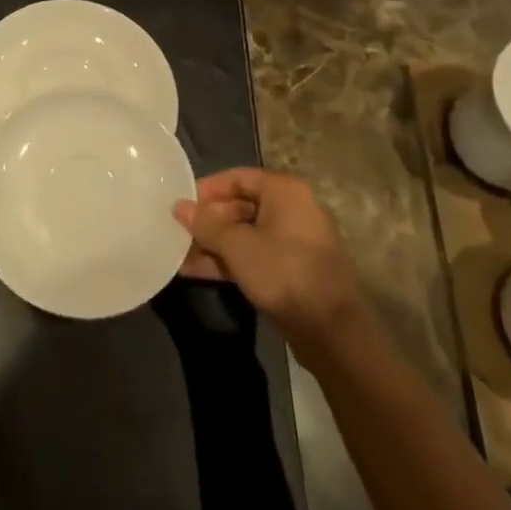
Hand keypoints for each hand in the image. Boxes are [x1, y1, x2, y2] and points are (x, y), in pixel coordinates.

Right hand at [174, 169, 363, 337]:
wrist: (332, 332)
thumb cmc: (283, 273)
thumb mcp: (237, 246)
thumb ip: (205, 223)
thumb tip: (179, 206)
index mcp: (285, 191)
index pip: (237, 177)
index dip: (206, 190)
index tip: (180, 205)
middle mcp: (293, 209)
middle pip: (240, 205)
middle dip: (207, 221)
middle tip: (178, 233)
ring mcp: (295, 241)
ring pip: (246, 233)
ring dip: (214, 244)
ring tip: (180, 255)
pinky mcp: (293, 269)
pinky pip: (255, 254)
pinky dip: (230, 260)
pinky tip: (198, 272)